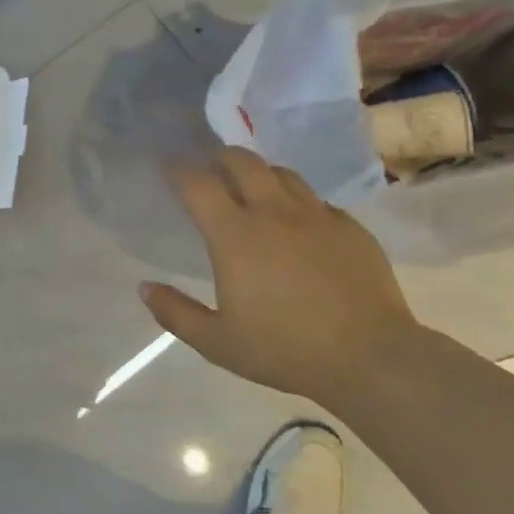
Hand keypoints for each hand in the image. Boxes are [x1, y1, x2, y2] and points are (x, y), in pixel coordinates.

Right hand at [140, 148, 422, 406]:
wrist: (369, 356)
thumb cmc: (285, 349)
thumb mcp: (218, 343)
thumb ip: (176, 313)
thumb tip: (144, 288)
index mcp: (235, 236)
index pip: (198, 184)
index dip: (178, 170)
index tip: (168, 167)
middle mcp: (273, 212)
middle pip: (242, 161)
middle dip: (219, 157)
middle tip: (210, 169)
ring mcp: (316, 215)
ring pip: (282, 173)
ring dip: (259, 173)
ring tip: (252, 188)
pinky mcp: (349, 227)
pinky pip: (316, 200)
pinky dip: (297, 201)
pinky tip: (298, 223)